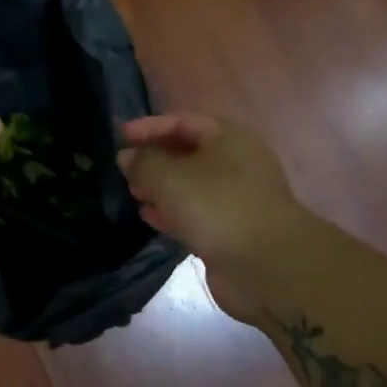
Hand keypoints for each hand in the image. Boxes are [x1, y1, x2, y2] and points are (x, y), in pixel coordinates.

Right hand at [116, 113, 302, 320]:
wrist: (266, 264)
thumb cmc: (216, 206)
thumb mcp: (169, 177)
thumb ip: (142, 162)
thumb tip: (127, 157)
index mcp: (228, 137)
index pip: (182, 122)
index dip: (149, 127)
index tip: (120, 136)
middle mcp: (236, 162)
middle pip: (187, 153)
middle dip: (154, 159)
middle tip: (124, 168)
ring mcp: (236, 198)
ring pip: (190, 185)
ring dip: (160, 188)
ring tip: (132, 193)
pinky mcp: (231, 229)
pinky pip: (195, 213)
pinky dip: (172, 212)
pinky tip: (149, 217)